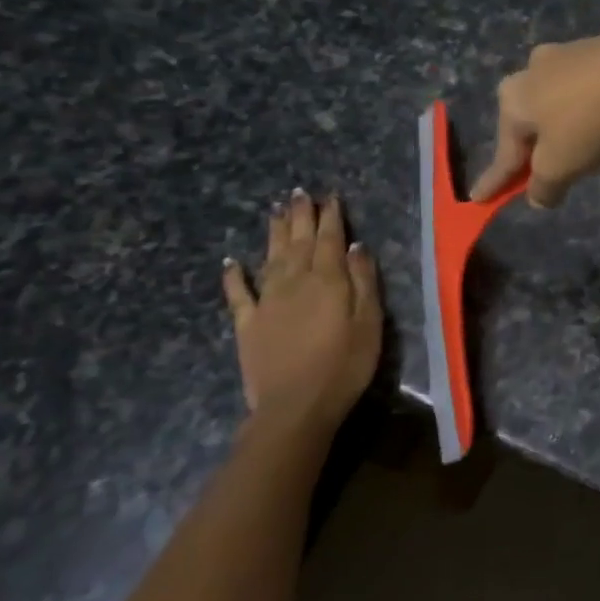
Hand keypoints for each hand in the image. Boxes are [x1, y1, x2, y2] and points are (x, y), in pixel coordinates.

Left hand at [222, 190, 381, 429]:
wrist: (295, 407)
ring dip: (273, 233)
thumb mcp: (369, 323)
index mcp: (327, 280)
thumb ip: (363, 282)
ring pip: (270, 257)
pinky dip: (233, 276)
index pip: (330, 239)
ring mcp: (267, 301)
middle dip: (300, 215)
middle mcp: (294, 281)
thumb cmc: (344, 366)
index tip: (330, 196)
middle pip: (298, 241)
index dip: (330, 216)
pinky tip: (230, 262)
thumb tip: (356, 246)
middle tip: (299, 193)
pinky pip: (238, 294)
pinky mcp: (247, 324)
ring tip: (275, 210)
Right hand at [472, 29, 599, 206]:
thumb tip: (538, 197)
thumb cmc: (588, 122)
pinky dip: (598, 108)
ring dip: (572, 126)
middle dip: (540, 147)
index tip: (479, 198)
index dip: (495, 180)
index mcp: (513, 98)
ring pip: (563, 101)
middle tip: (552, 172)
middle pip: (533, 121)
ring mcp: (569, 52)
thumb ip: (544, 186)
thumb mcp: (560, 167)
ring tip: (595, 149)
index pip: (504, 153)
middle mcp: (533, 68)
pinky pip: (593, 89)